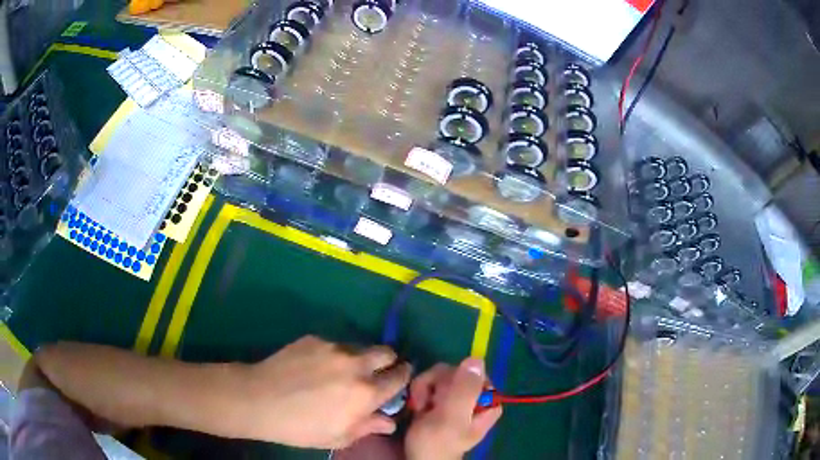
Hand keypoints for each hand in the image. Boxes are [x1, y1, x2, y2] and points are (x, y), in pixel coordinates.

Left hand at [237, 336, 411, 448]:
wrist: (259, 399)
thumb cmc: (301, 427)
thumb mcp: (338, 437)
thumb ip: (368, 427)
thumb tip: (389, 422)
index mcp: (367, 392)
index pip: (399, 377)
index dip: (403, 377)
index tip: (399, 379)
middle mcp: (355, 365)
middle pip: (386, 352)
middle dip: (387, 361)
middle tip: (375, 373)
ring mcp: (334, 348)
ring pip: (359, 348)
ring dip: (358, 359)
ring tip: (339, 373)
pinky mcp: (314, 339)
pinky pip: (334, 345)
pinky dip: (333, 356)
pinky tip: (314, 368)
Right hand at [405, 358, 502, 459]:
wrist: (419, 459)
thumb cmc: (437, 443)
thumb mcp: (452, 418)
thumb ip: (464, 390)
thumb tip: (476, 358)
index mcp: (488, 401)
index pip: (472, 372)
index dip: (453, 380)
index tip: (442, 396)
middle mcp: (475, 397)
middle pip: (454, 372)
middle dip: (435, 385)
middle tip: (427, 405)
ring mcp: (458, 398)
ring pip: (440, 376)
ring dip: (424, 390)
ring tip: (421, 409)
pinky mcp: (441, 401)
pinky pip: (430, 383)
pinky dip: (420, 393)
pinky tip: (418, 408)